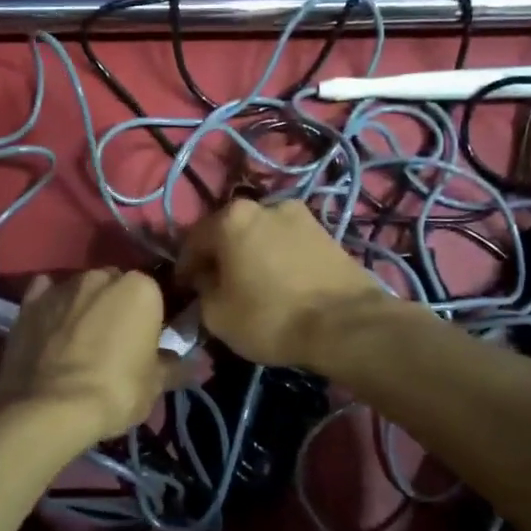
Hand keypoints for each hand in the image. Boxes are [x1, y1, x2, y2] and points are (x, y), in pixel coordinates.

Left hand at [0, 269, 181, 441]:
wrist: (50, 407)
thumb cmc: (116, 390)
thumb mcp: (155, 384)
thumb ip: (177, 367)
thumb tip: (201, 366)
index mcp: (140, 288)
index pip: (154, 294)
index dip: (151, 318)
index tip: (147, 342)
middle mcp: (101, 276)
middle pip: (116, 286)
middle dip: (117, 306)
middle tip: (115, 342)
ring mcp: (62, 286)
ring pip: (81, 290)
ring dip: (84, 307)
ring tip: (80, 342)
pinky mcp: (29, 302)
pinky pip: (45, 295)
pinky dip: (50, 307)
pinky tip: (51, 328)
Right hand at [176, 199, 387, 367]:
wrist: (346, 324)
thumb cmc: (270, 317)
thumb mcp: (217, 315)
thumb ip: (202, 292)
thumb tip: (207, 282)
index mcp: (231, 218)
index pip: (193, 240)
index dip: (185, 267)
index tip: (184, 290)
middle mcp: (265, 205)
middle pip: (230, 232)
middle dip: (220, 256)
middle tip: (217, 285)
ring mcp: (300, 216)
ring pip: (261, 236)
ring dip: (251, 255)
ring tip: (252, 284)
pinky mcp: (327, 233)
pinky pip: (287, 245)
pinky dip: (277, 259)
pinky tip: (279, 283)